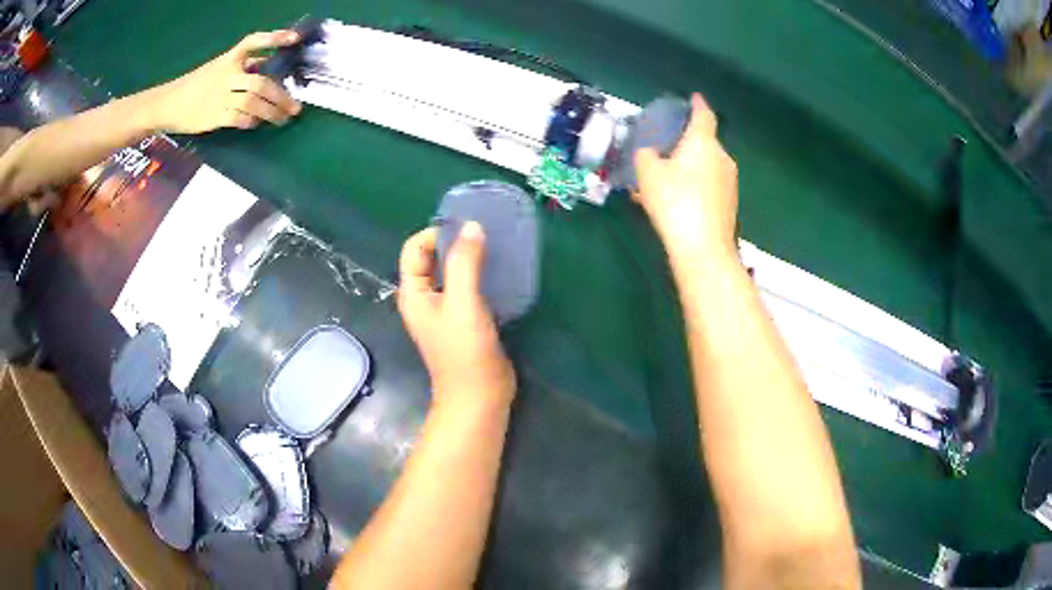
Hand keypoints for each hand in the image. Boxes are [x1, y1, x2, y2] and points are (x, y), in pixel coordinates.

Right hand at [149, 30, 302, 133]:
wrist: (169, 104)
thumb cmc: (198, 84)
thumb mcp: (220, 68)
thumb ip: (244, 66)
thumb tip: (268, 64)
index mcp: (229, 59)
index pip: (253, 42)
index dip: (274, 38)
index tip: (295, 38)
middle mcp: (227, 75)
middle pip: (261, 83)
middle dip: (281, 96)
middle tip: (296, 107)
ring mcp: (220, 96)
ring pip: (253, 103)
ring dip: (271, 112)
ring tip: (283, 119)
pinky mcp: (214, 116)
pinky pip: (239, 118)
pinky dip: (252, 121)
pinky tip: (257, 123)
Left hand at [397, 222, 515, 407]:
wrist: (479, 396)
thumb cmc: (464, 351)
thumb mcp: (463, 303)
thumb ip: (465, 263)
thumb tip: (472, 226)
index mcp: (413, 293)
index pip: (414, 249)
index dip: (435, 234)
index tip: (466, 230)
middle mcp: (425, 298)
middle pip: (433, 258)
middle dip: (454, 243)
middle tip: (484, 234)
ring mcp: (445, 310)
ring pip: (452, 272)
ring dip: (469, 258)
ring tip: (495, 248)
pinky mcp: (466, 319)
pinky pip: (468, 287)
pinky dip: (480, 275)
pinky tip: (500, 271)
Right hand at [634, 93, 738, 264]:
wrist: (703, 248)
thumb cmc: (675, 201)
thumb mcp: (648, 173)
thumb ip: (645, 155)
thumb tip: (648, 152)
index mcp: (704, 143)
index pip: (704, 115)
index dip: (698, 104)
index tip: (694, 97)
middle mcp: (722, 158)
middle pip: (704, 142)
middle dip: (687, 142)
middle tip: (666, 146)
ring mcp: (729, 183)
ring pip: (705, 166)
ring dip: (688, 167)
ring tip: (664, 178)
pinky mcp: (729, 204)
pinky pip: (708, 186)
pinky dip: (693, 186)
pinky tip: (674, 200)